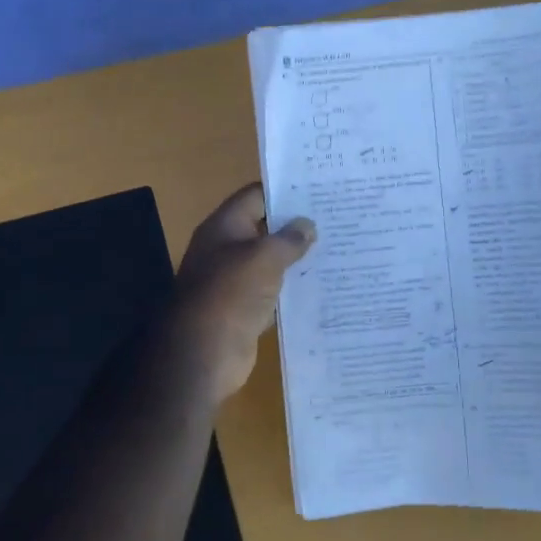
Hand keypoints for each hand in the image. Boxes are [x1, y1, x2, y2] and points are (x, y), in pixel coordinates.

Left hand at [166, 184, 314, 405]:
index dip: (285, 190)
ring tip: (336, 248)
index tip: (319, 190)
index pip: (256, 196)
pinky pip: (271, 290)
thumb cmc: (232, 293)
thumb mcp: (265, 257)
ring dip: (295, 258)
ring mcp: (233, 280)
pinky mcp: (243, 308)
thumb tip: (307, 225)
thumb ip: (289, 238)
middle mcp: (226, 248)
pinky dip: (290, 288)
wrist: (204, 351)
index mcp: (224, 226)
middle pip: (263, 227)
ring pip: (269, 261)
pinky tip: (320, 285)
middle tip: (335, 218)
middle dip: (295, 224)